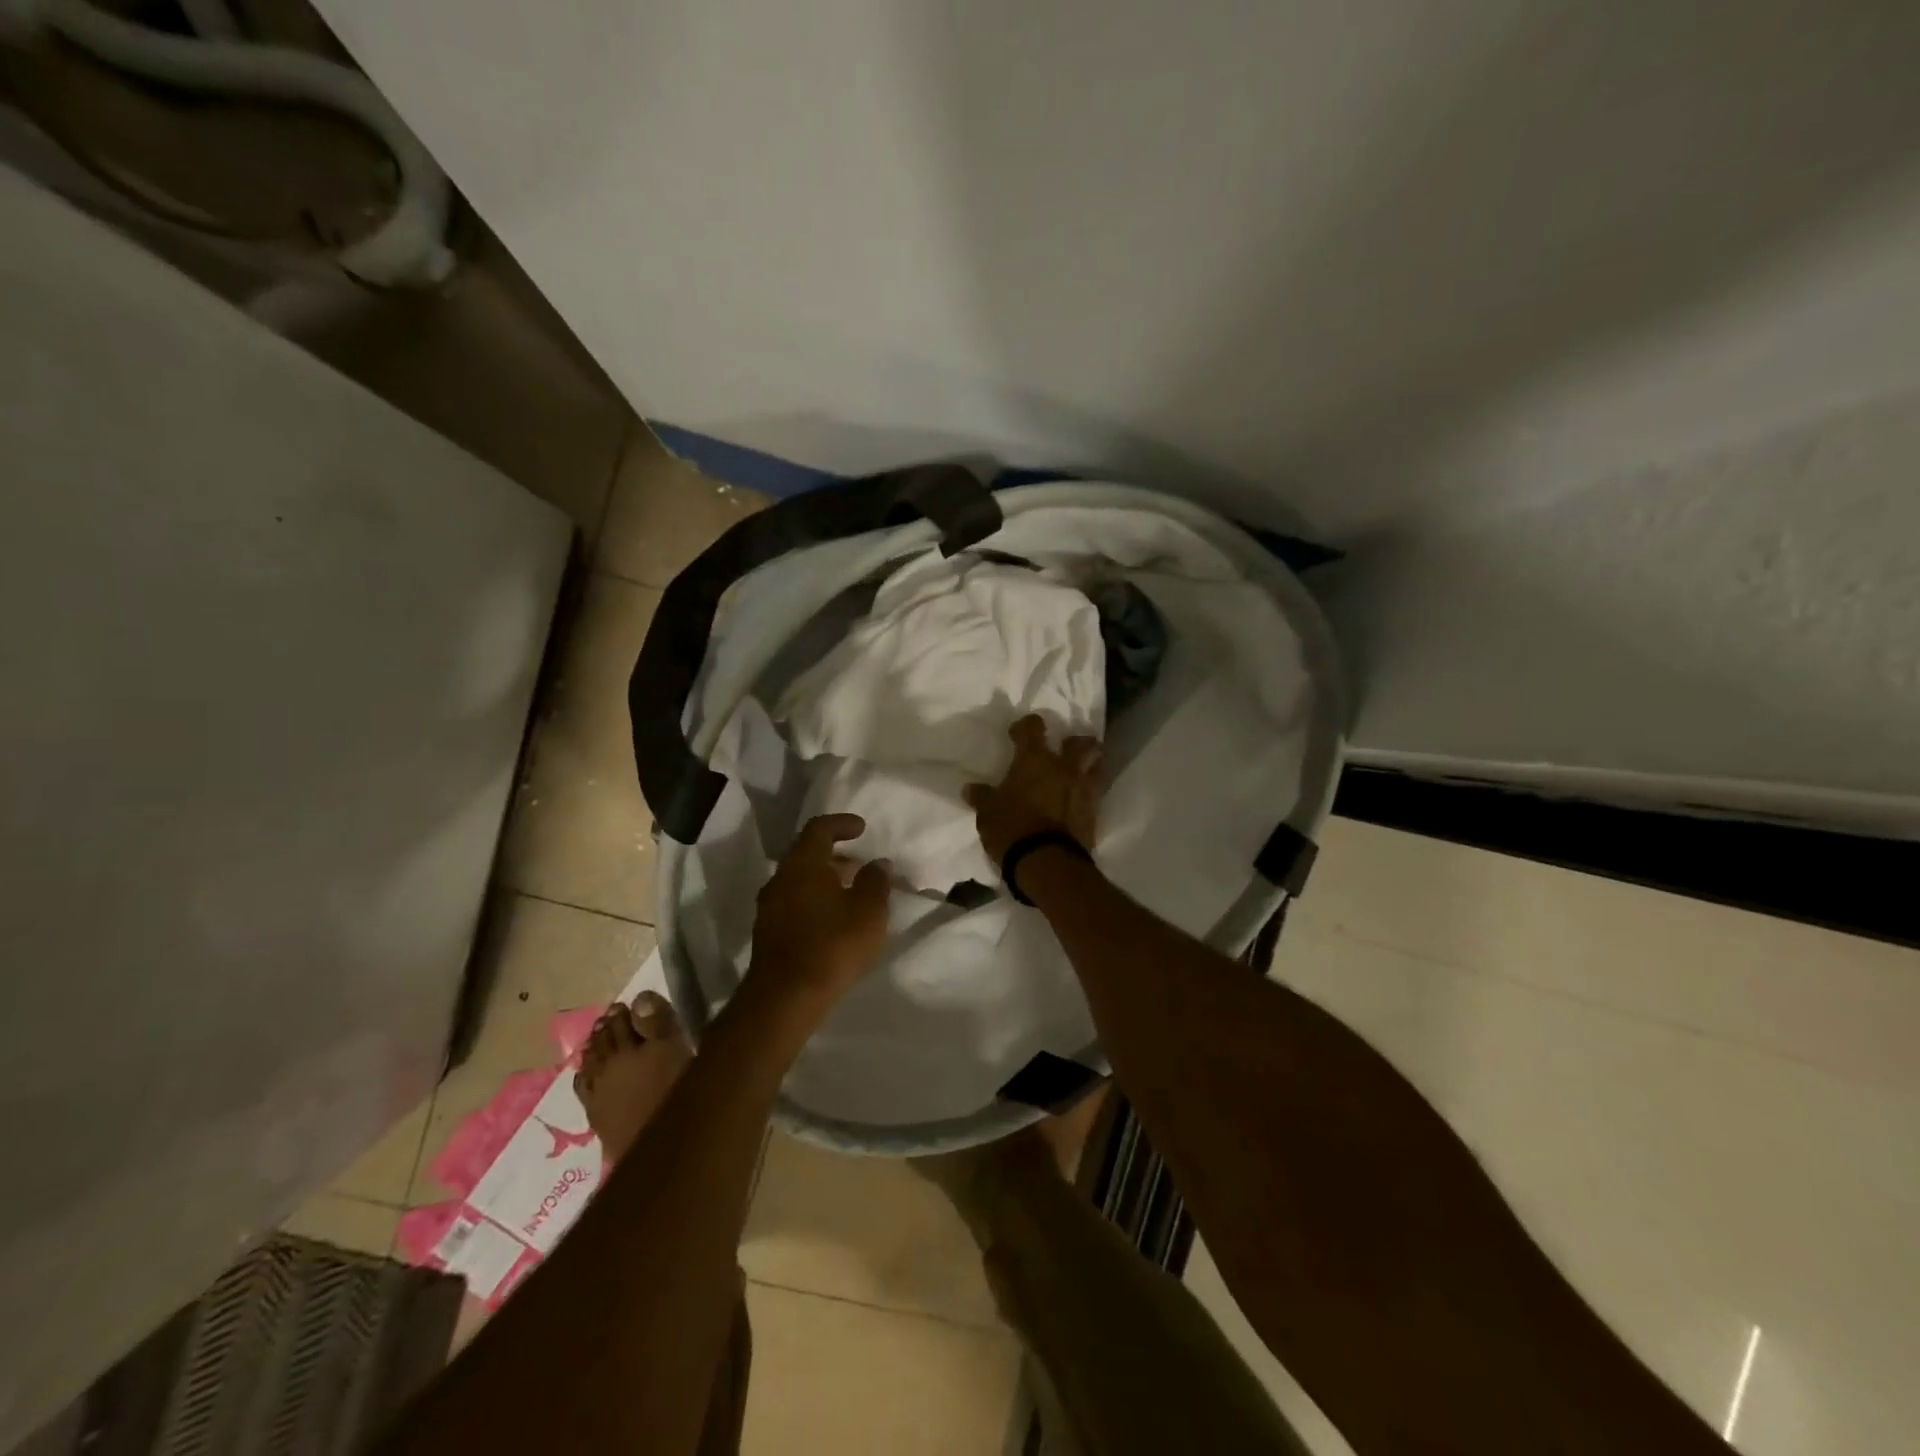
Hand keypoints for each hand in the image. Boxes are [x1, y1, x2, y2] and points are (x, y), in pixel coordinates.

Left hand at [748, 814, 890, 1014]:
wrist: (784, 998)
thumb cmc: (832, 945)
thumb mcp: (868, 911)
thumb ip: (876, 882)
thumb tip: (877, 863)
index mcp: (803, 864)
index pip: (818, 829)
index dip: (841, 823)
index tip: (862, 828)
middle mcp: (781, 878)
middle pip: (806, 854)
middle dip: (834, 854)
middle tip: (860, 862)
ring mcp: (770, 906)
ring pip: (799, 880)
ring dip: (824, 879)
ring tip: (851, 891)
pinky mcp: (768, 932)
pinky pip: (794, 902)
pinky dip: (815, 899)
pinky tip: (834, 918)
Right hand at [963, 714, 1103, 863]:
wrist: (1046, 862)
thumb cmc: (1011, 829)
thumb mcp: (987, 814)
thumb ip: (982, 797)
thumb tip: (970, 789)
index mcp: (1034, 760)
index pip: (1032, 728)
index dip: (1026, 726)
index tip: (1018, 733)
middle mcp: (1063, 768)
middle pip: (1081, 742)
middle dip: (1074, 742)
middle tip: (1065, 748)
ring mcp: (1082, 789)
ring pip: (1098, 764)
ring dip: (1092, 763)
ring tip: (1082, 769)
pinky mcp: (1094, 812)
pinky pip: (1097, 793)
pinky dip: (1090, 792)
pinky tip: (1081, 799)